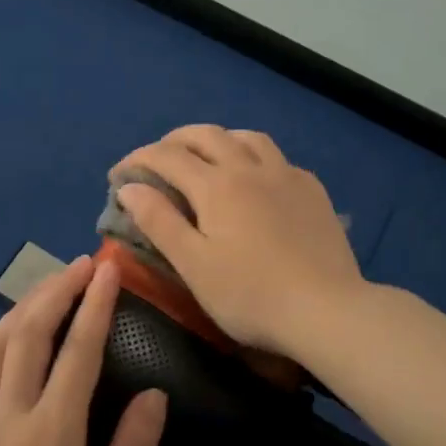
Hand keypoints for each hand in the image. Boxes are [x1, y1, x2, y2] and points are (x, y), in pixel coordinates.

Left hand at [0, 256, 168, 445]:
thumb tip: (152, 394)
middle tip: (80, 265)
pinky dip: (4, 344)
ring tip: (49, 288)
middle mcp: (8, 420)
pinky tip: (19, 346)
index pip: (77, 353)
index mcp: (50, 438)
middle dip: (55, 291)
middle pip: (28, 334)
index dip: (94, 305)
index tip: (107, 269)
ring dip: (23, 309)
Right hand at [112, 125, 365, 354]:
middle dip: (174, 141)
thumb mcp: (194, 265)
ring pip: (246, 137)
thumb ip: (159, 222)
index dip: (138, 160)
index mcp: (217, 186)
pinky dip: (252, 156)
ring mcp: (286, 175)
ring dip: (217, 139)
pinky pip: (276, 157)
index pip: (167, 156)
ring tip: (204, 157)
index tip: (118, 175)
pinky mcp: (312, 190)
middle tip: (156, 160)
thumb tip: (129, 187)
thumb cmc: (251, 295)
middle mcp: (250, 168)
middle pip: (206, 135)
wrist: (327, 310)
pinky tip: (255, 178)